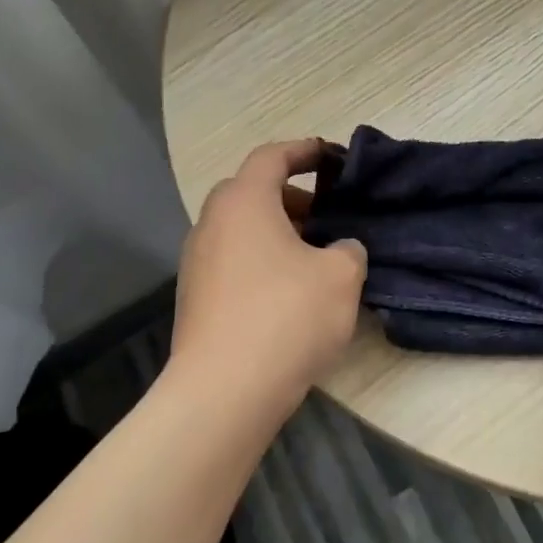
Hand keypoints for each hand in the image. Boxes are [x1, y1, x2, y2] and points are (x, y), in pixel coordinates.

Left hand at [169, 139, 367, 410]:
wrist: (224, 392)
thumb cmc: (286, 317)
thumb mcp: (340, 276)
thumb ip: (347, 249)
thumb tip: (339, 250)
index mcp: (244, 202)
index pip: (271, 157)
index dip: (304, 151)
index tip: (331, 156)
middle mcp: (212, 223)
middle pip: (251, 192)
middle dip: (291, 197)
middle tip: (325, 216)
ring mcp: (197, 263)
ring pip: (240, 229)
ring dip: (275, 232)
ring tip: (312, 257)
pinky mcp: (195, 299)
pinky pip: (232, 261)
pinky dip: (260, 261)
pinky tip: (288, 293)